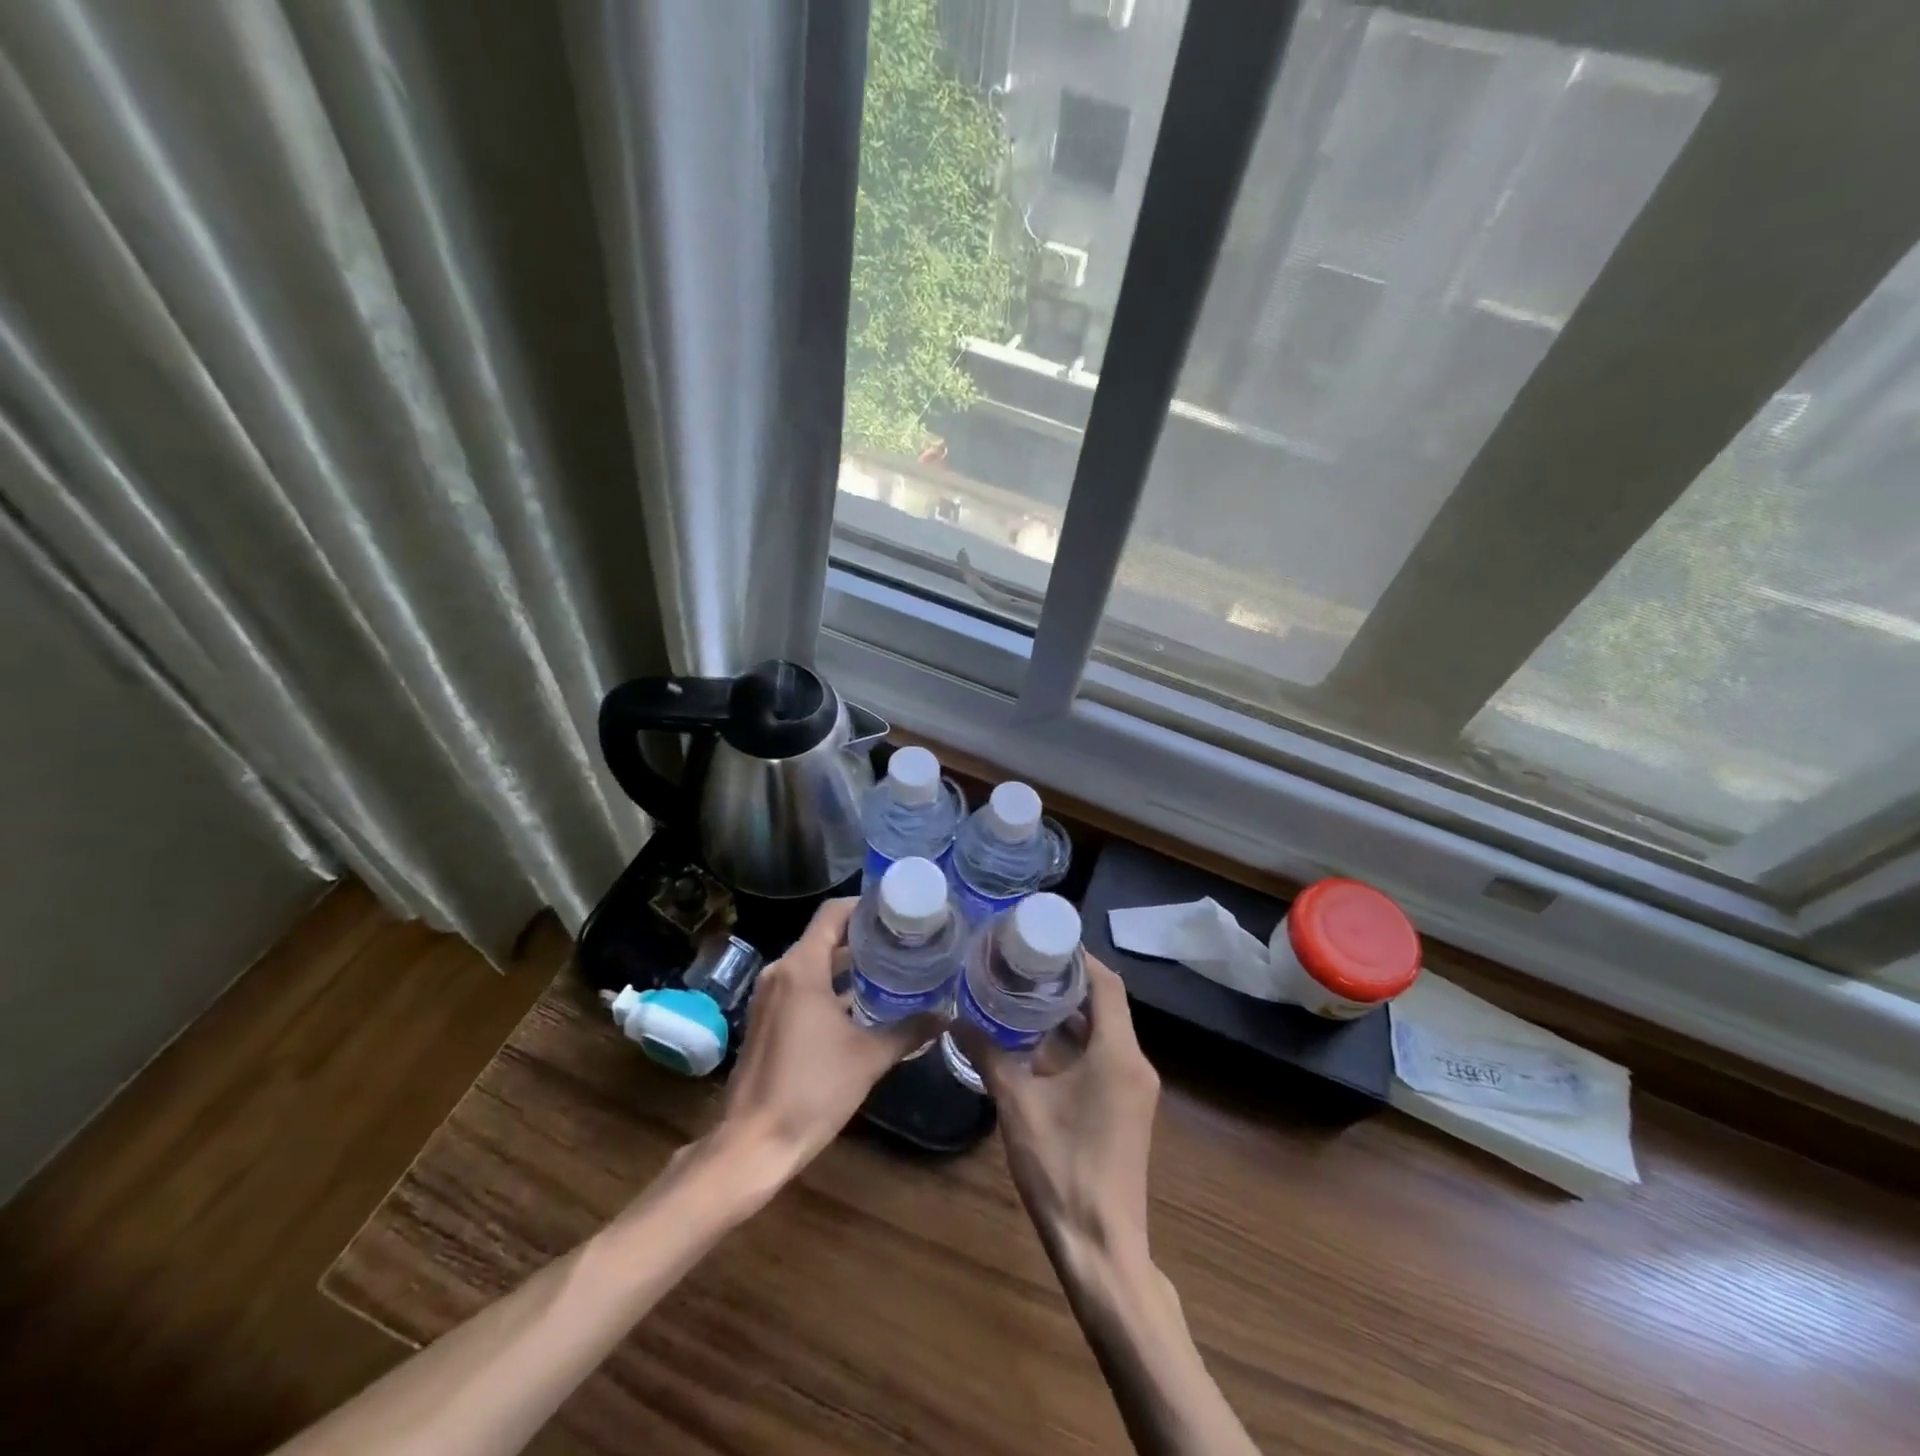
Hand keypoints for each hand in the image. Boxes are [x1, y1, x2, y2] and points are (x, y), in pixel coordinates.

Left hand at [716, 898, 934, 1181]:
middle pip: (825, 935)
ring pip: (813, 962)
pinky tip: (862, 1002)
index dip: (866, 905)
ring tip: (891, 965)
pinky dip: (830, 984)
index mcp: (801, 968)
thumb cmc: (812, 1091)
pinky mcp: (767, 1019)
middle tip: (905, 938)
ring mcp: (769, 997)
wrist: (752, 1144)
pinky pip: (802, 985)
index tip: (900, 909)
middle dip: (863, 935)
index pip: (833, 913)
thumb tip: (947, 1015)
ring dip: (847, 962)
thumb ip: (909, 1031)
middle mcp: (781, 972)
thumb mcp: (868, 1058)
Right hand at [960, 955, 1160, 1268]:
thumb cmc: (1062, 1168)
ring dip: (1071, 1014)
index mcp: (1118, 1053)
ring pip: (1105, 1033)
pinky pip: (1105, 1058)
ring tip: (1025, 993)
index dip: (1079, 956)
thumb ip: (989, 1056)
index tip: (1044, 938)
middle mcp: (1135, 1063)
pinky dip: (1076, 1043)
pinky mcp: (1128, 1110)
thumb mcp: (1018, 1105)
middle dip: (1068, 981)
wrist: (1102, 1248)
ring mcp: (1135, 1089)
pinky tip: (1037, 1044)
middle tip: (1025, 962)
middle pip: (1106, 1004)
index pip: (1106, 984)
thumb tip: (956, 1020)